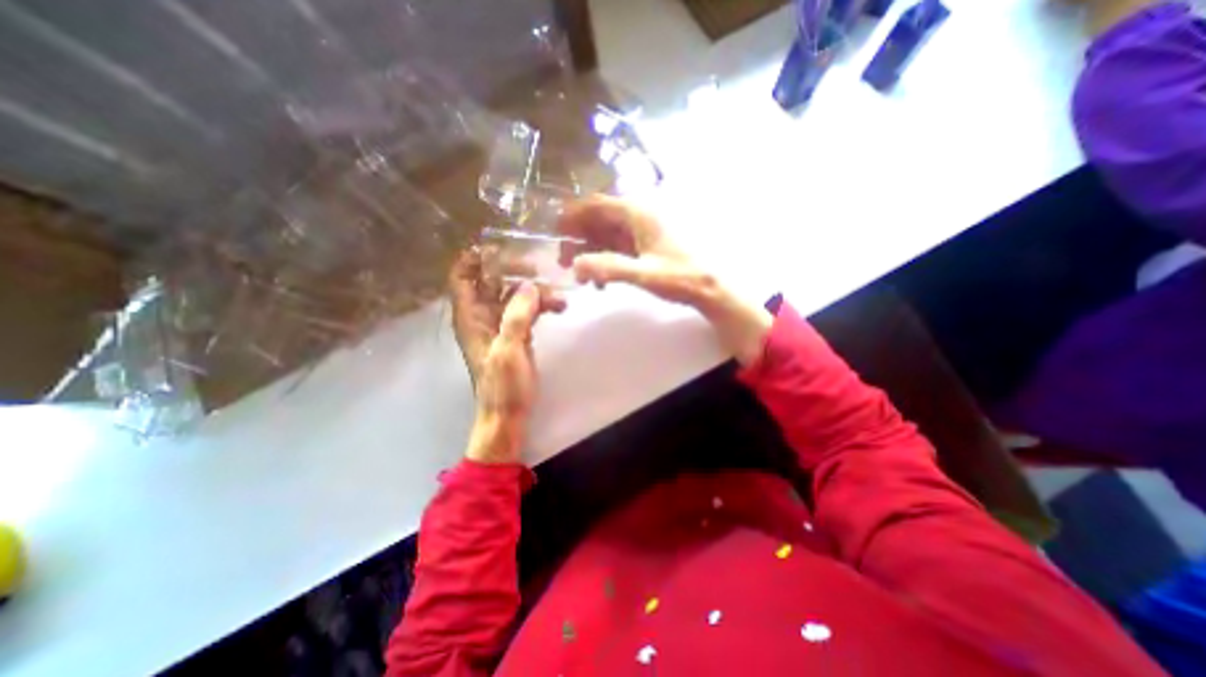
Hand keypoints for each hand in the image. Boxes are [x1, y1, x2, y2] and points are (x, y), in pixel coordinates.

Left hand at [452, 249, 565, 388]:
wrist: (508, 414)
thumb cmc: (502, 385)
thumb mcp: (508, 349)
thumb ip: (517, 314)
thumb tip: (530, 285)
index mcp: (470, 317)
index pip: (461, 277)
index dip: (474, 259)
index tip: (498, 246)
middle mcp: (482, 316)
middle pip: (491, 282)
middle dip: (513, 271)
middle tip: (539, 267)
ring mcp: (500, 325)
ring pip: (513, 296)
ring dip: (534, 291)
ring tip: (558, 296)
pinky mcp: (516, 334)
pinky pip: (527, 310)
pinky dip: (541, 306)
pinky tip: (559, 307)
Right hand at [558, 196, 772, 365]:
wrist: (709, 287)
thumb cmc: (680, 277)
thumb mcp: (643, 274)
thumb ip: (609, 268)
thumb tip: (576, 266)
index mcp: (638, 213)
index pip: (597, 205)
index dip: (573, 215)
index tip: (555, 230)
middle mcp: (639, 216)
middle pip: (599, 220)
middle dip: (579, 239)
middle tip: (564, 263)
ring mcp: (643, 231)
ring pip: (608, 235)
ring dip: (591, 252)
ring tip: (581, 277)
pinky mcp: (647, 245)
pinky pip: (619, 247)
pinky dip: (606, 260)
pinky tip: (601, 281)